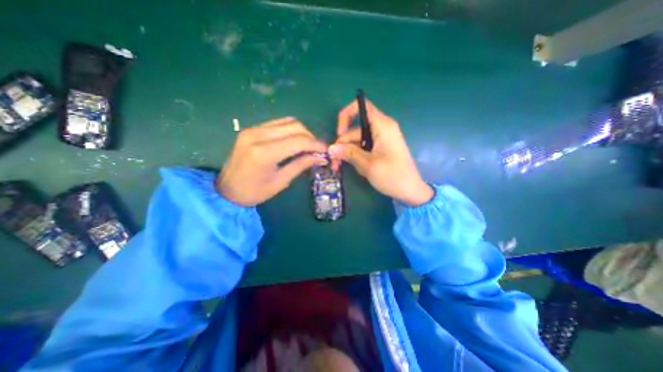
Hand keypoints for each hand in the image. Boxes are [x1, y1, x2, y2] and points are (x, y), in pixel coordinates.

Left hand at [218, 116, 327, 206]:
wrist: (226, 191)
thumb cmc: (254, 192)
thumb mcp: (281, 182)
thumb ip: (301, 165)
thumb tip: (320, 157)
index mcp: (265, 153)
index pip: (299, 140)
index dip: (316, 144)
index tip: (326, 151)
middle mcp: (258, 135)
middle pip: (294, 126)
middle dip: (311, 137)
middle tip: (317, 150)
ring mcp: (253, 129)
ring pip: (287, 121)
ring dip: (301, 132)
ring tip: (307, 146)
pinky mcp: (251, 129)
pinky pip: (277, 124)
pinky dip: (290, 130)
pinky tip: (294, 142)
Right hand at [327, 101, 432, 206]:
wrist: (411, 191)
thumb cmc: (393, 176)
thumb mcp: (368, 165)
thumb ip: (349, 154)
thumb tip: (331, 149)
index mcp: (383, 126)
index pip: (362, 106)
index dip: (346, 115)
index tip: (339, 133)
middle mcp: (382, 128)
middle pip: (355, 129)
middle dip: (343, 144)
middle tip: (334, 162)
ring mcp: (381, 139)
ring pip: (357, 140)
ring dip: (347, 153)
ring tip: (342, 168)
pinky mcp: (380, 148)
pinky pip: (363, 147)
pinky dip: (356, 156)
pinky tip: (356, 167)